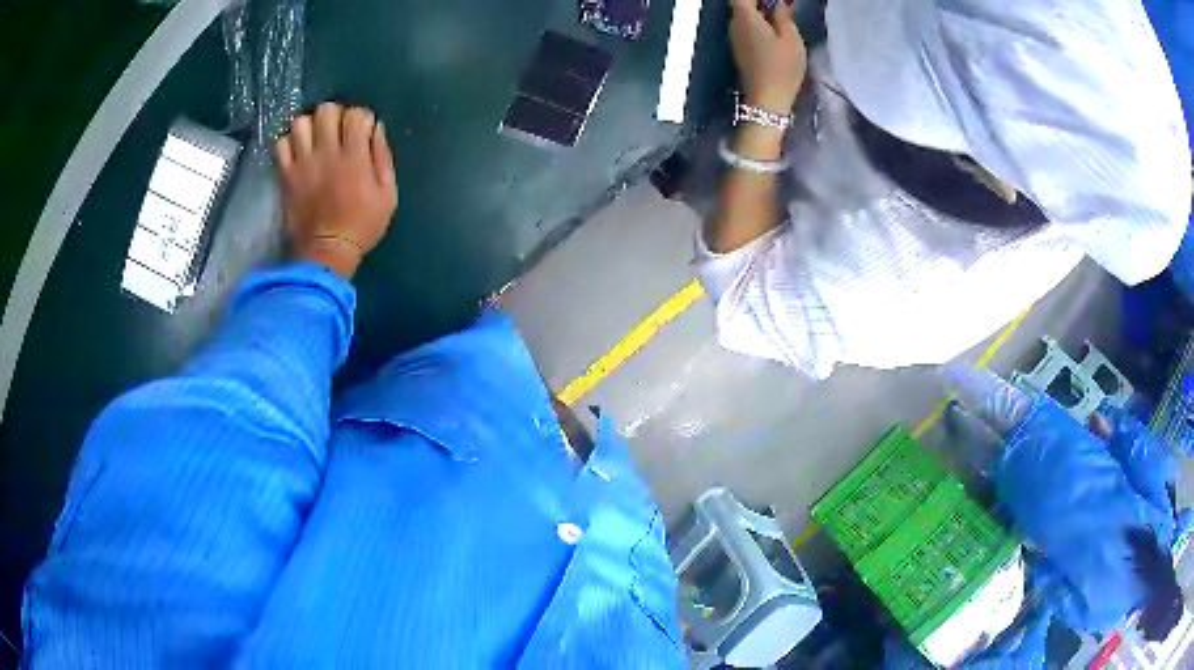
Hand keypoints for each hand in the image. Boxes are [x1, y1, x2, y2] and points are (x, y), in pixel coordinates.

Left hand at [275, 102, 397, 278]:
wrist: (325, 252)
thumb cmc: (362, 225)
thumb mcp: (388, 194)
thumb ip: (383, 157)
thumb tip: (375, 128)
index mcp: (355, 156)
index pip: (356, 114)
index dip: (361, 118)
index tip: (362, 133)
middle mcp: (327, 152)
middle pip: (326, 110)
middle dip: (335, 116)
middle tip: (337, 133)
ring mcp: (303, 162)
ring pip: (300, 122)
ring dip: (310, 127)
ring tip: (315, 140)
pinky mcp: (286, 175)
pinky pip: (281, 144)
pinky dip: (289, 143)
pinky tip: (298, 153)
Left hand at [729, 0, 806, 114]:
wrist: (767, 100)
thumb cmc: (781, 68)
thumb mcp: (791, 38)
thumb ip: (784, 16)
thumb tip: (780, 4)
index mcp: (745, 17)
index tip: (775, 1)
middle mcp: (735, 25)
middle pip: (741, 5)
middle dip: (760, 2)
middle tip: (783, 6)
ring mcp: (735, 38)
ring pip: (744, 16)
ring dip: (761, 12)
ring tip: (782, 15)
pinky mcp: (741, 50)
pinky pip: (747, 28)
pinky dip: (759, 23)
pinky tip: (776, 30)